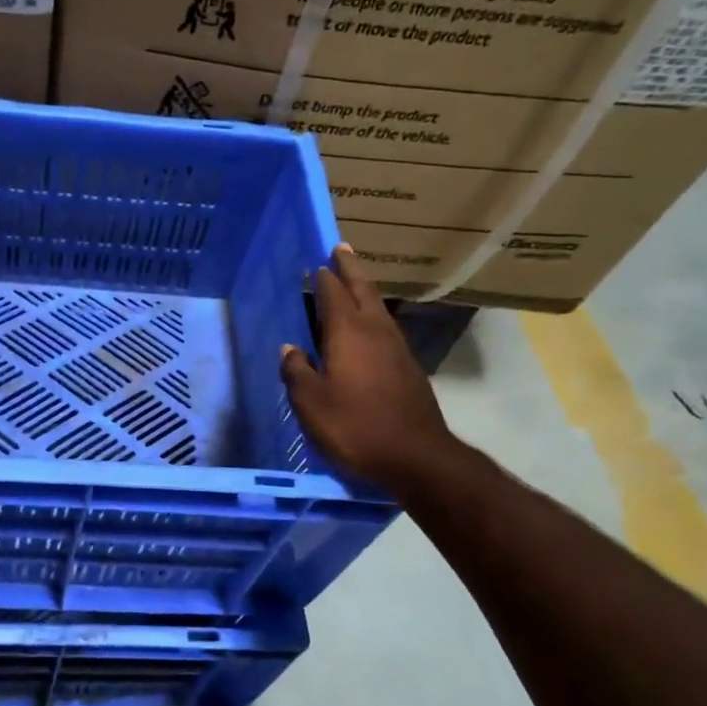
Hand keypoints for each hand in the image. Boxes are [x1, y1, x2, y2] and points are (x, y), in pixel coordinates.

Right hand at [279, 244, 457, 488]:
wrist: (416, 457)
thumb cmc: (355, 426)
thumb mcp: (310, 403)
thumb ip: (297, 372)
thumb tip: (290, 349)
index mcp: (348, 333)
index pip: (332, 293)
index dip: (323, 277)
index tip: (316, 261)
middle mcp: (375, 331)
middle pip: (363, 290)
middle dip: (350, 268)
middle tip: (341, 248)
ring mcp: (397, 348)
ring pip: (378, 308)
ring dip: (364, 290)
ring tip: (353, 282)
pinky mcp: (408, 368)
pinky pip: (386, 329)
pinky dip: (373, 317)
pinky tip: (367, 329)